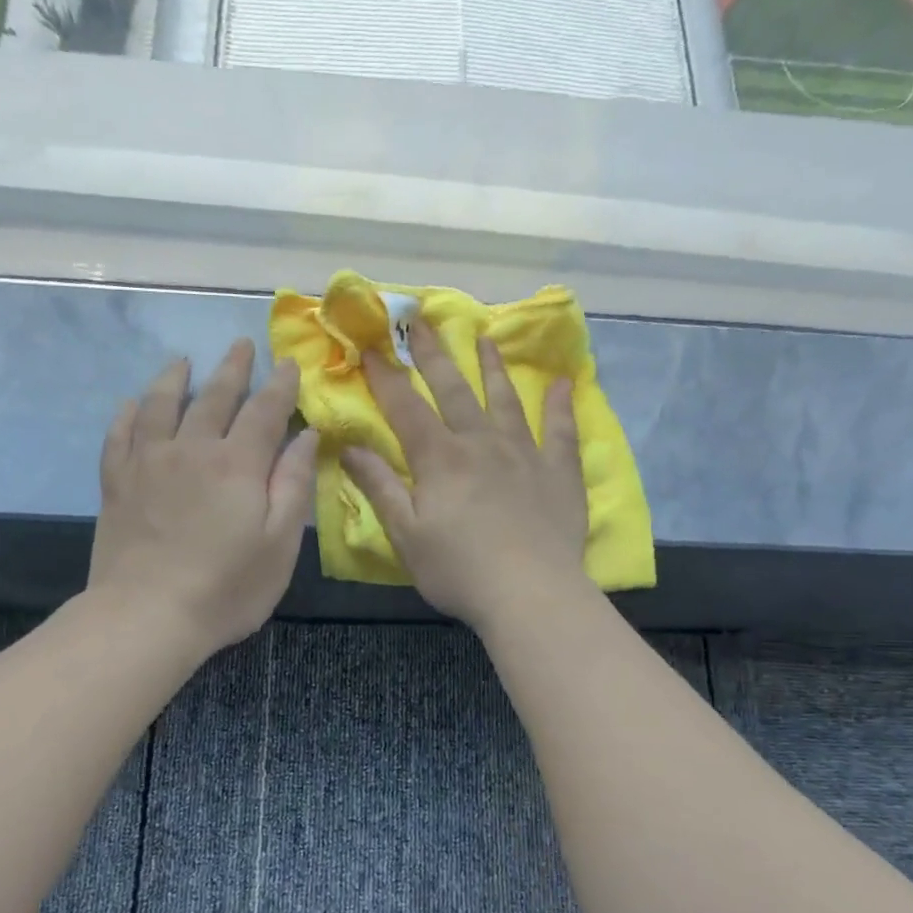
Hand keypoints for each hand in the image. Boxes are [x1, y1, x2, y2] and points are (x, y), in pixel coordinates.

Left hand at [89, 340, 316, 656]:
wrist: (146, 615)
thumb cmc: (226, 588)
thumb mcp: (280, 544)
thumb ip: (294, 485)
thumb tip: (306, 435)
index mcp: (238, 464)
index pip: (264, 411)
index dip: (280, 386)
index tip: (289, 364)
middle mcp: (192, 449)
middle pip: (214, 397)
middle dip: (232, 369)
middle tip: (241, 344)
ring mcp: (148, 462)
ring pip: (161, 404)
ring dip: (175, 378)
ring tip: (183, 361)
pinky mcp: (116, 482)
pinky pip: (119, 433)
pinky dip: (128, 413)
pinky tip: (132, 403)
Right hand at [341, 320, 590, 628]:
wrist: (530, 594)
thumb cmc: (459, 570)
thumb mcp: (406, 535)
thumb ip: (379, 487)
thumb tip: (348, 448)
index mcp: (440, 459)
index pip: (406, 408)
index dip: (385, 377)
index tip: (370, 347)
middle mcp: (481, 443)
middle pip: (454, 390)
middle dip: (434, 354)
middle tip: (422, 319)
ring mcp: (525, 454)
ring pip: (505, 400)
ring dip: (493, 367)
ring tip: (485, 337)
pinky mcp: (559, 472)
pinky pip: (561, 431)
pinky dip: (561, 406)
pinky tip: (563, 384)